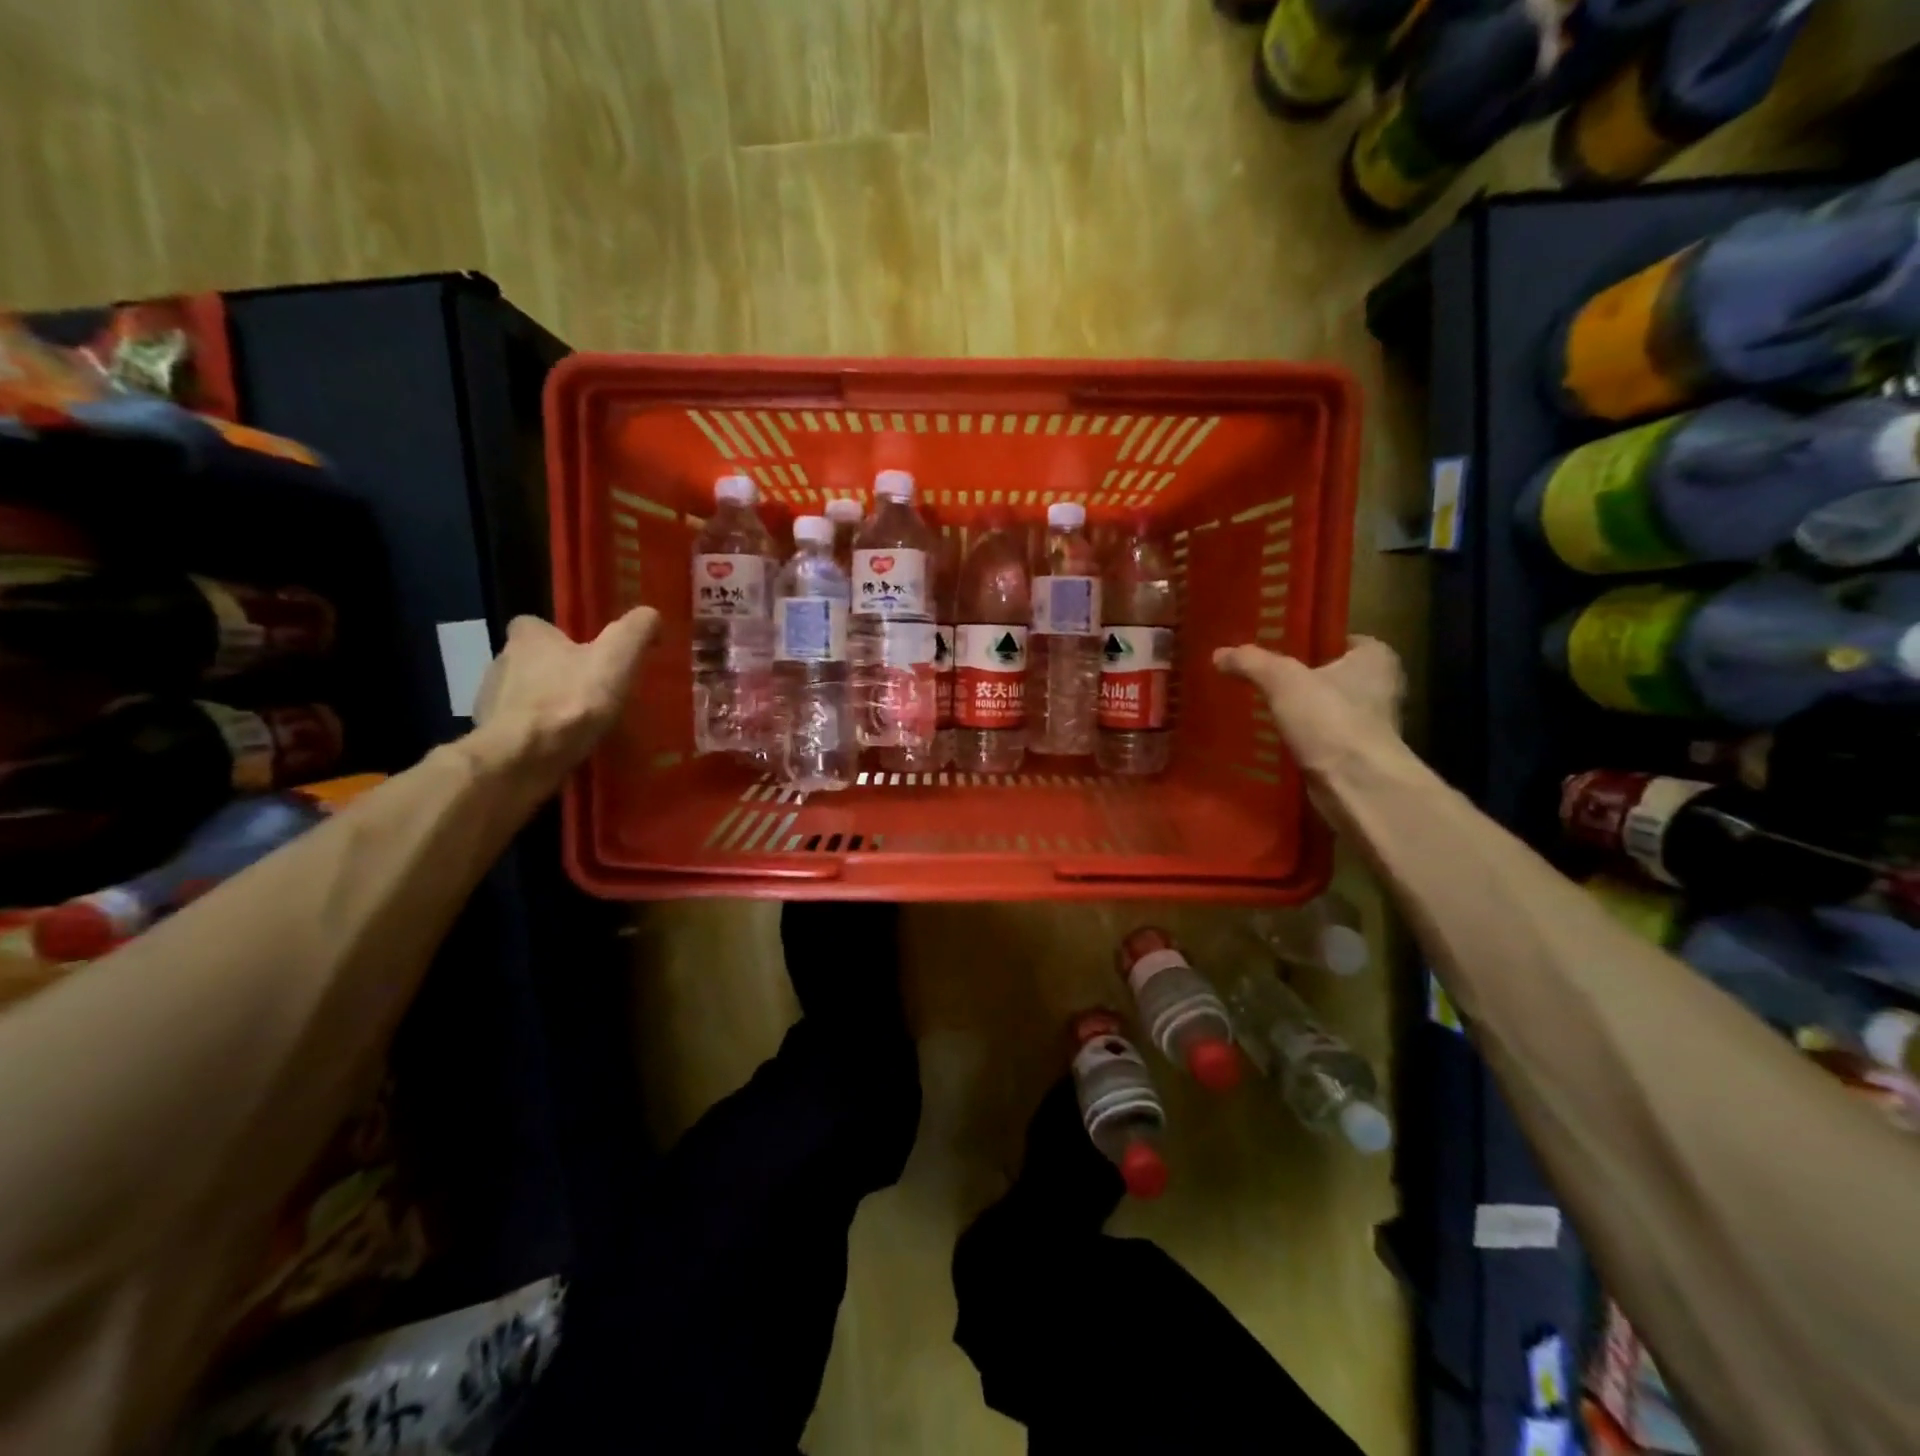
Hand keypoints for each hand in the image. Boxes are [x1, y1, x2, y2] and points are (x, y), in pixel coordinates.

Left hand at [471, 607, 657, 777]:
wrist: (523, 758)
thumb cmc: (571, 701)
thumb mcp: (617, 658)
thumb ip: (636, 630)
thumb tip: (651, 615)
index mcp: (527, 638)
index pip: (534, 625)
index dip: (558, 636)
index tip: (584, 653)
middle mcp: (501, 662)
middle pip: (530, 661)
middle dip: (555, 672)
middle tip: (589, 691)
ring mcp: (490, 702)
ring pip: (523, 695)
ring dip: (545, 705)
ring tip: (578, 723)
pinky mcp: (491, 736)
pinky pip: (518, 728)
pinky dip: (537, 734)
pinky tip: (560, 747)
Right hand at [1212, 636, 1404, 777]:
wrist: (1357, 785)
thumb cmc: (1330, 719)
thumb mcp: (1282, 679)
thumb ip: (1251, 662)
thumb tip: (1219, 654)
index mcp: (1376, 658)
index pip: (1342, 639)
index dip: (1311, 641)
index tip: (1278, 646)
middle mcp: (1381, 688)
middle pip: (1332, 675)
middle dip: (1299, 678)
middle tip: (1260, 676)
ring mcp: (1370, 725)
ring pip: (1325, 709)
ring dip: (1298, 711)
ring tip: (1258, 707)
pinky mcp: (1355, 756)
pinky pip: (1321, 738)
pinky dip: (1300, 739)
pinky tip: (1269, 739)